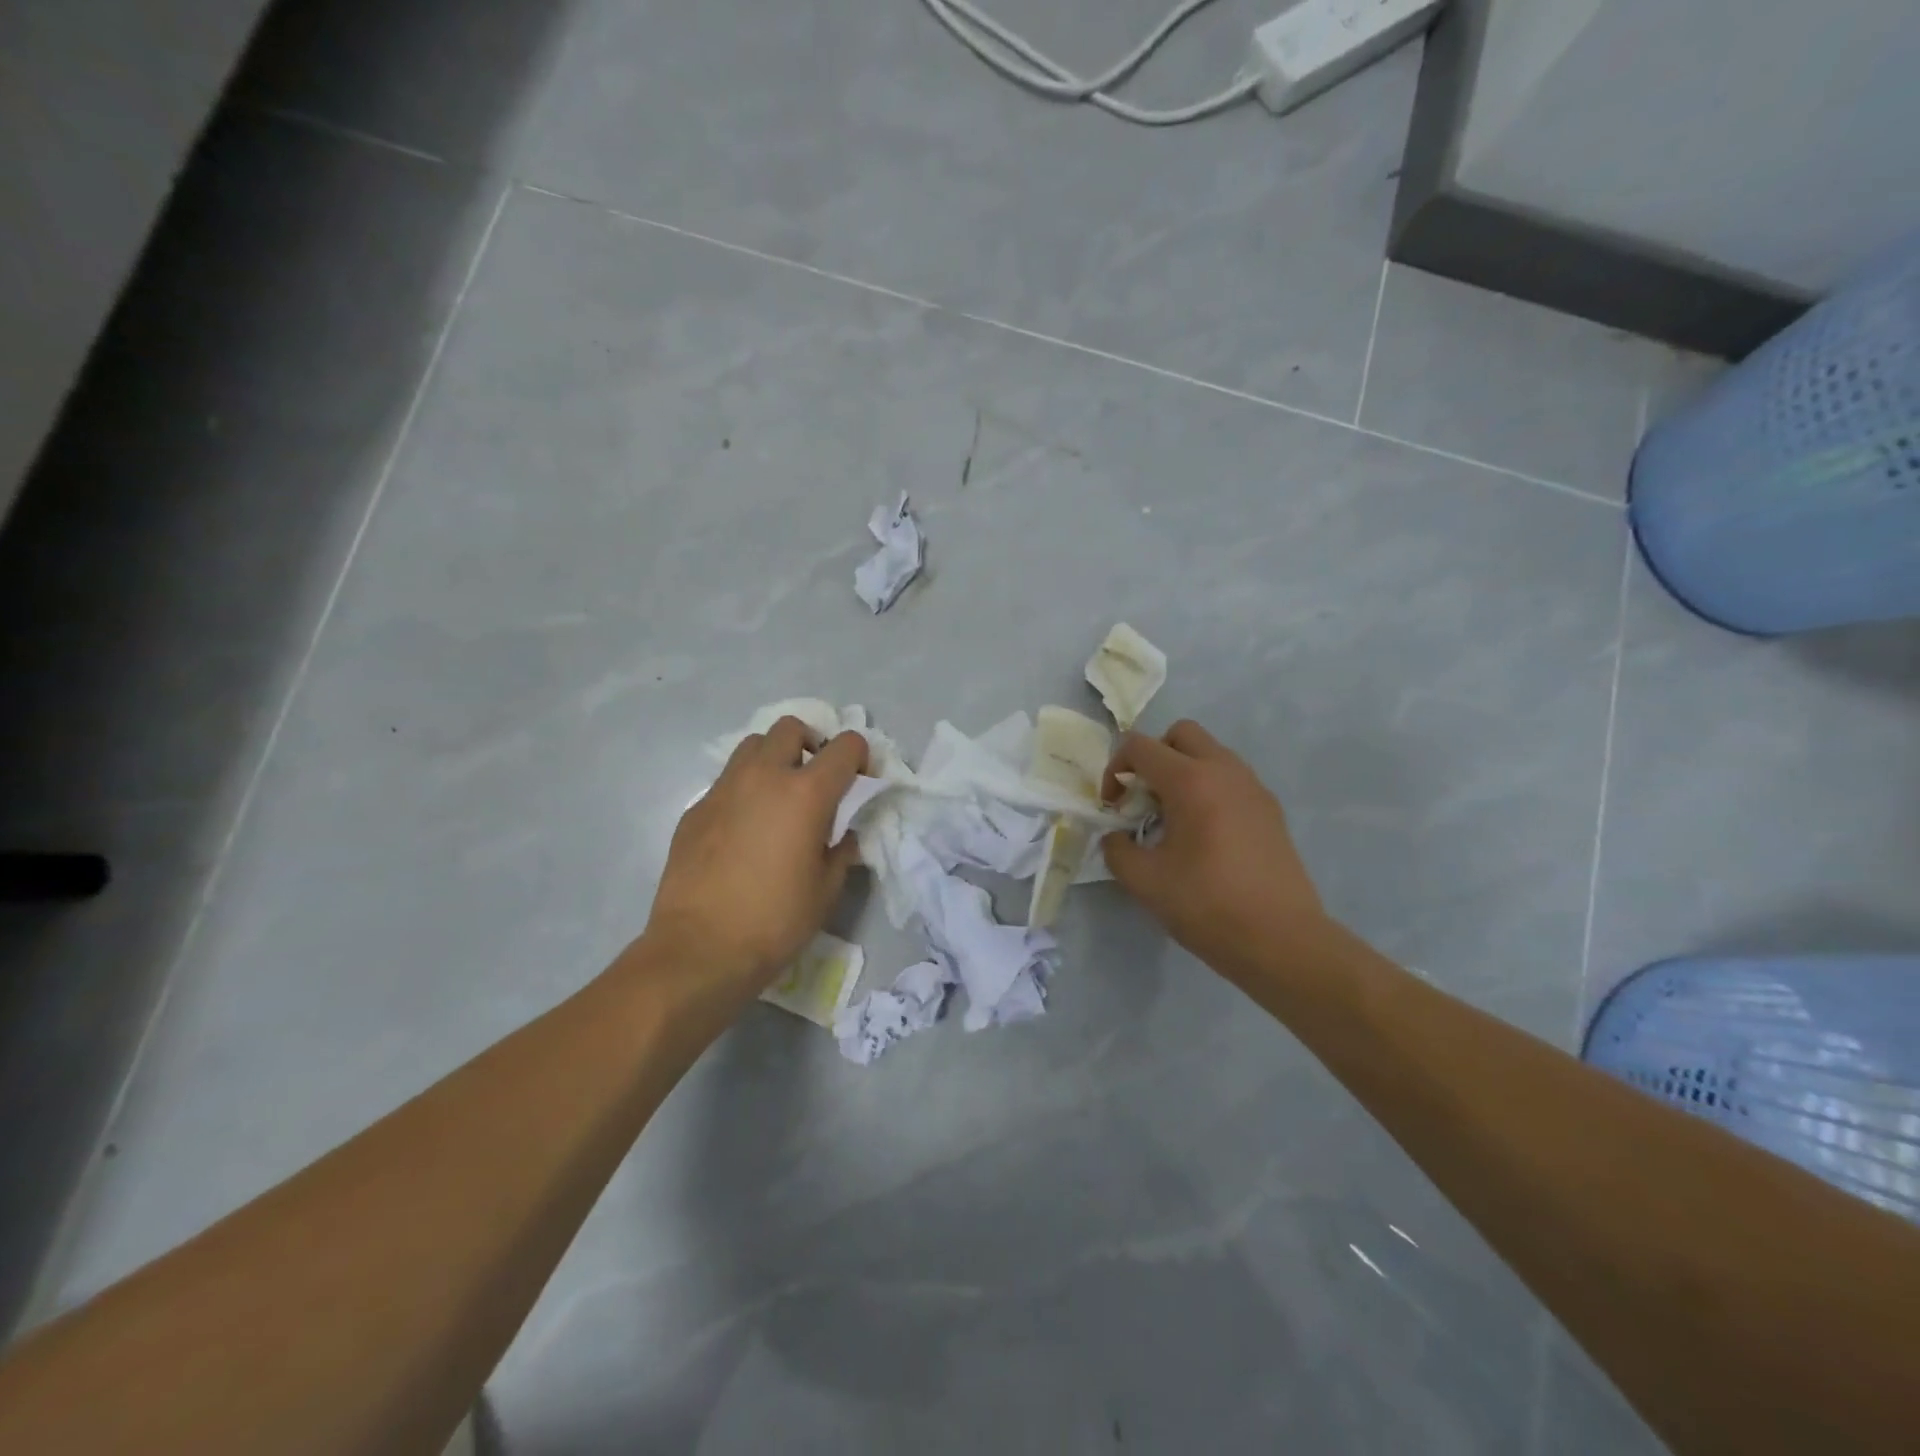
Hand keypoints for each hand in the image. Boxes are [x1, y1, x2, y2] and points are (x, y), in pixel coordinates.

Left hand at [642, 718, 867, 1005]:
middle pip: (791, 728)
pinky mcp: (695, 809)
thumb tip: (843, 834)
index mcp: (806, 793)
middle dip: (811, 743)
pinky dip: (744, 790)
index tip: (861, 780)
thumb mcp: (826, 889)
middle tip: (816, 778)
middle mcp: (763, 777)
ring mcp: (723, 789)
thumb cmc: (775, 921)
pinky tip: (744, 830)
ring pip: (752, 746)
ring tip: (778, 795)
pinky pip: (726, 782)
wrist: (700, 950)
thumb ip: (841, 850)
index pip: (845, 746)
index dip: (860, 756)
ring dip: (773, 758)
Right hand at [1101, 721, 1326, 982]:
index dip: (1115, 770)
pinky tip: (1204, 836)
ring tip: (1172, 819)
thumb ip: (1116, 849)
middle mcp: (1225, 771)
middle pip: (1180, 734)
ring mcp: (1253, 788)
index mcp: (1191, 781)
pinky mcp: (1270, 809)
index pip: (1140, 746)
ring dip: (1182, 772)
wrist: (1282, 940)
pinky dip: (1208, 789)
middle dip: (1153, 757)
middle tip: (1143, 799)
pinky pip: (1230, 779)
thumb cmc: (1207, 905)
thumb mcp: (1144, 881)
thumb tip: (1116, 836)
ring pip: (1210, 754)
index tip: (1113, 808)